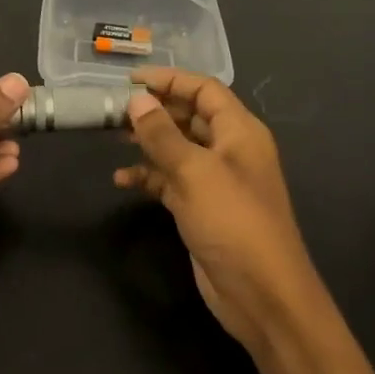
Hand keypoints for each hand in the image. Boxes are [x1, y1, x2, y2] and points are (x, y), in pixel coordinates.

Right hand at [115, 69, 326, 354]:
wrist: (261, 294)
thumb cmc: (233, 221)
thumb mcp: (194, 172)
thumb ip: (163, 134)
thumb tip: (137, 100)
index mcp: (240, 131)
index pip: (204, 90)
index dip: (169, 80)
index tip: (130, 80)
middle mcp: (230, 150)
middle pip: (190, 117)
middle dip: (154, 111)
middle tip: (114, 110)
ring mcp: (216, 181)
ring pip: (178, 149)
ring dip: (148, 143)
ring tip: (113, 138)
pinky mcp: (202, 208)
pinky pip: (171, 181)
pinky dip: (149, 177)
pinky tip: (122, 180)